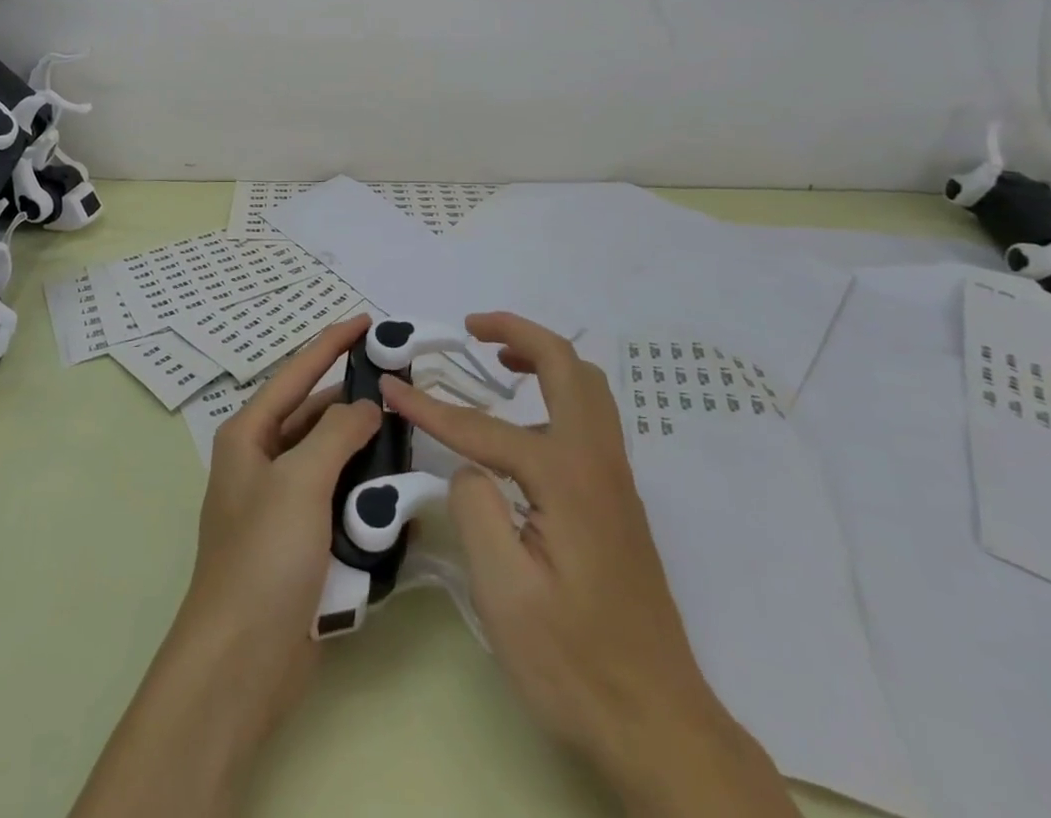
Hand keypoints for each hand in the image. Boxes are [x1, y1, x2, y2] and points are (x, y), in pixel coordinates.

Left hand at [71, 315, 380, 817]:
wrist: (241, 663)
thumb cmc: (264, 557)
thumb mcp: (300, 481)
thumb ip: (336, 433)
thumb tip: (367, 406)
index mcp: (248, 435)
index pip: (296, 373)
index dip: (331, 344)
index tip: (367, 322)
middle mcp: (261, 461)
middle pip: (313, 415)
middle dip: (353, 400)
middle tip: (401, 385)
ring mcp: (280, 504)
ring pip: (329, 458)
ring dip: (362, 450)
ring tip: (407, 434)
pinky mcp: (300, 542)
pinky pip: (336, 500)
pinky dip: (361, 492)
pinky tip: (395, 489)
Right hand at [381, 313, 796, 817]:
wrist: (659, 724)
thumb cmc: (574, 663)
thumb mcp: (506, 594)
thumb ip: (477, 509)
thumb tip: (470, 467)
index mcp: (566, 478)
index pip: (484, 427)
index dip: (431, 407)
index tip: (391, 387)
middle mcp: (597, 462)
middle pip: (566, 366)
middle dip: (518, 332)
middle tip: (471, 326)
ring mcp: (614, 480)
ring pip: (587, 387)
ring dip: (543, 356)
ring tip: (498, 357)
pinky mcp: (616, 501)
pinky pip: (589, 417)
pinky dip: (556, 390)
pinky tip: (523, 424)